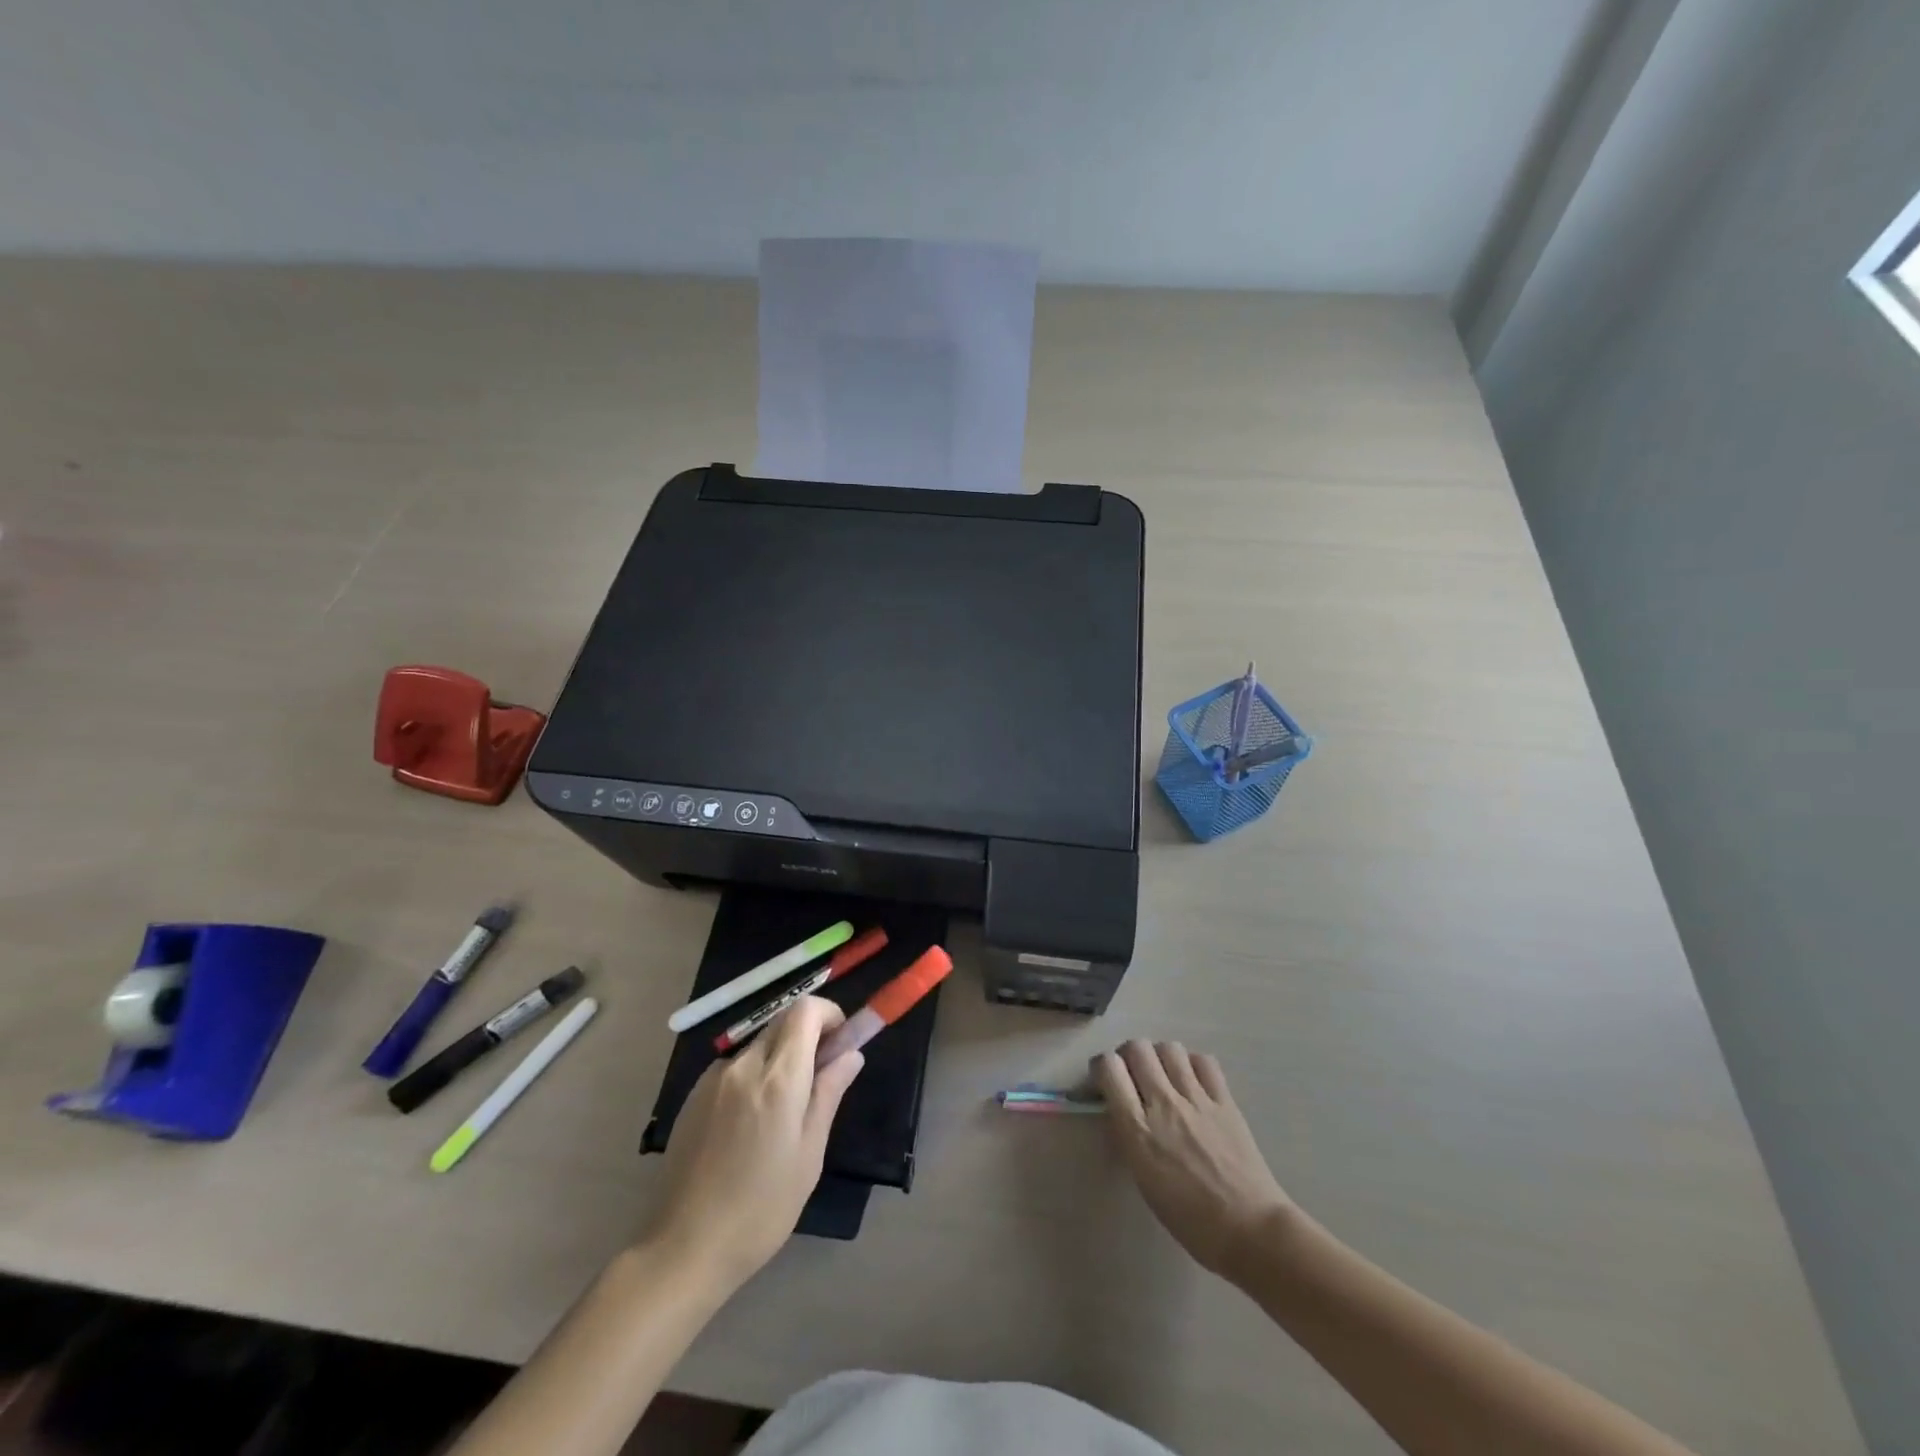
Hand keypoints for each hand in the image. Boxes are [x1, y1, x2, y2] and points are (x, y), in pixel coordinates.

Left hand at [651, 996, 863, 1289]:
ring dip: (780, 1056)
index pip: (805, 1010)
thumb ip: (829, 1093)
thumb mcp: (809, 1154)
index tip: (840, 1042)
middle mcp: (743, 1065)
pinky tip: (752, 1123)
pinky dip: (754, 1074)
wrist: (684, 1248)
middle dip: (807, 1034)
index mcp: (778, 1077)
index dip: (828, 1014)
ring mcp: (713, 1078)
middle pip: (781, 1021)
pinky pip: (735, 1066)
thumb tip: (851, 1054)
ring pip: (758, 1043)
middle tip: (821, 1074)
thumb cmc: (761, 1207)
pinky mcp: (693, 1095)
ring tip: (785, 1110)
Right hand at [1095, 1040, 1295, 1277]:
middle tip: (1133, 1076)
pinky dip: (1193, 1064)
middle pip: (1137, 1048)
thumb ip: (1129, 1137)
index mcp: (1138, 1129)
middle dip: (1128, 1056)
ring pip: (1169, 1047)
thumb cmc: (1191, 1220)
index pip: (1108, 1068)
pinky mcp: (1225, 1100)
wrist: (1251, 1230)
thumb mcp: (1144, 1180)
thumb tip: (1122, 1111)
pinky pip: (1204, 1061)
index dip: (1102, 1068)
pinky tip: (1193, 1082)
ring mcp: (1197, 1099)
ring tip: (1164, 1077)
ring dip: (1160, 1057)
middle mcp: (1164, 1104)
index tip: (1105, 1082)